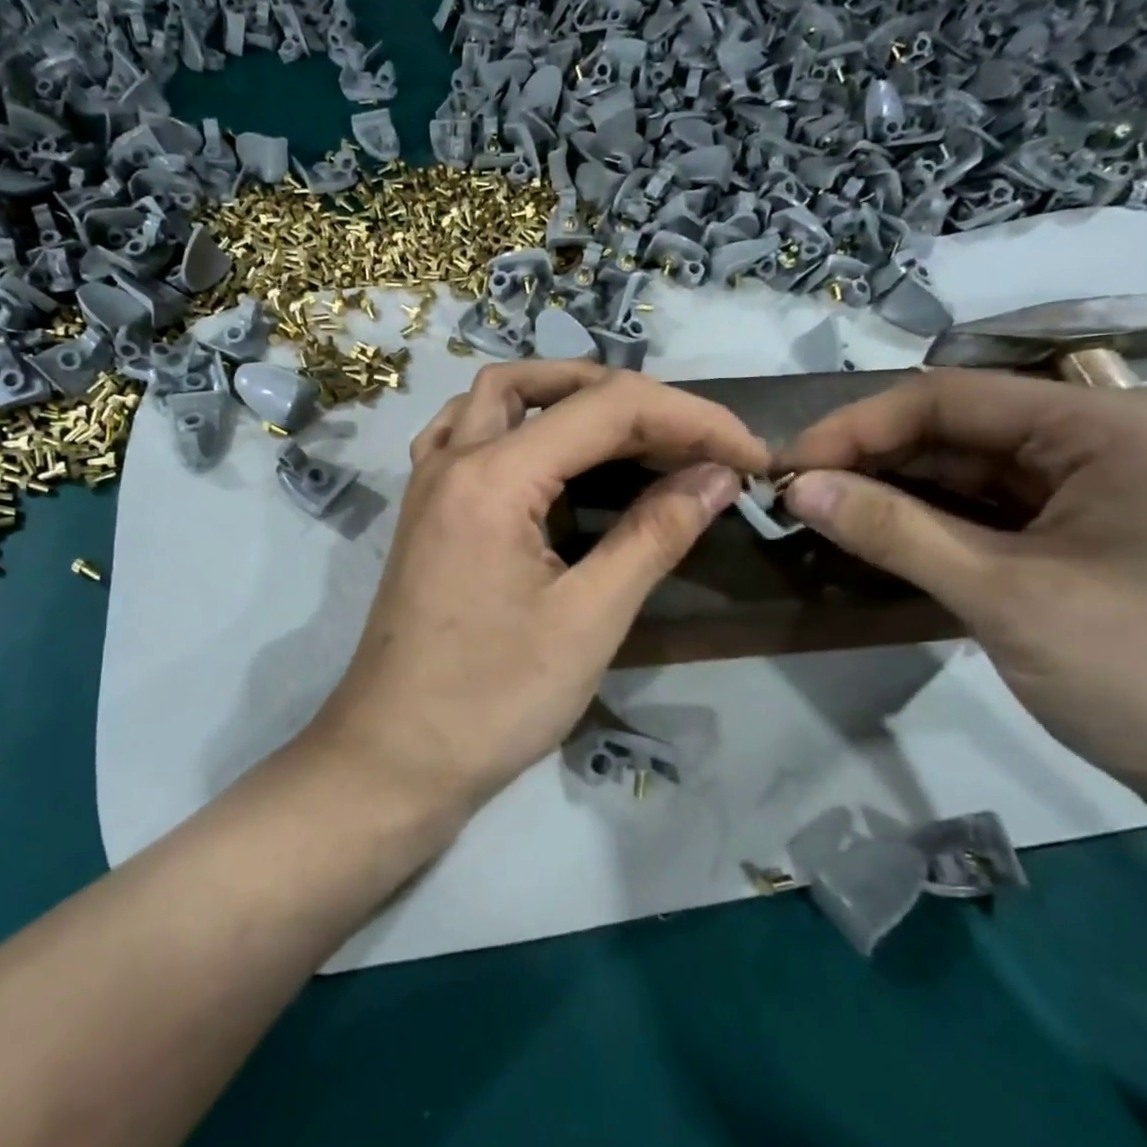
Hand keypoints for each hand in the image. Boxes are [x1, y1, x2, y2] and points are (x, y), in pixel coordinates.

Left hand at [310, 362, 767, 815]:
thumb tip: (718, 475)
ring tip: (628, 427)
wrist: (395, 758)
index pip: (607, 409)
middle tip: (692, 440)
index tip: (750, 457)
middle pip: (546, 388)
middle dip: (632, 399)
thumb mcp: (589, 620)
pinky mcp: (424, 511)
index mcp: (492, 477)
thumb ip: (655, 534)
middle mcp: (453, 460)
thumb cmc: (493, 700)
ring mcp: (428, 483)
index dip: (692, 420)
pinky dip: (515, 423)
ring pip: (495, 397)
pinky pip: (465, 434)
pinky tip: (545, 454)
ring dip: (564, 395)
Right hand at [779, 370, 1146, 817]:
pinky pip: (992, 512)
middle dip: (872, 462)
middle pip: (960, 431)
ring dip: (895, 494)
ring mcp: (1104, 489)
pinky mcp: (1091, 535)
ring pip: (971, 472)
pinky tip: (878, 538)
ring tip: (821, 516)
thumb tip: (797, 488)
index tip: (784, 468)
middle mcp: (1111, 439)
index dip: (855, 428)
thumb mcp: (1006, 598)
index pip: (951, 399)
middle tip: (794, 497)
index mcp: (1113, 426)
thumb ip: (894, 532)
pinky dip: (932, 525)